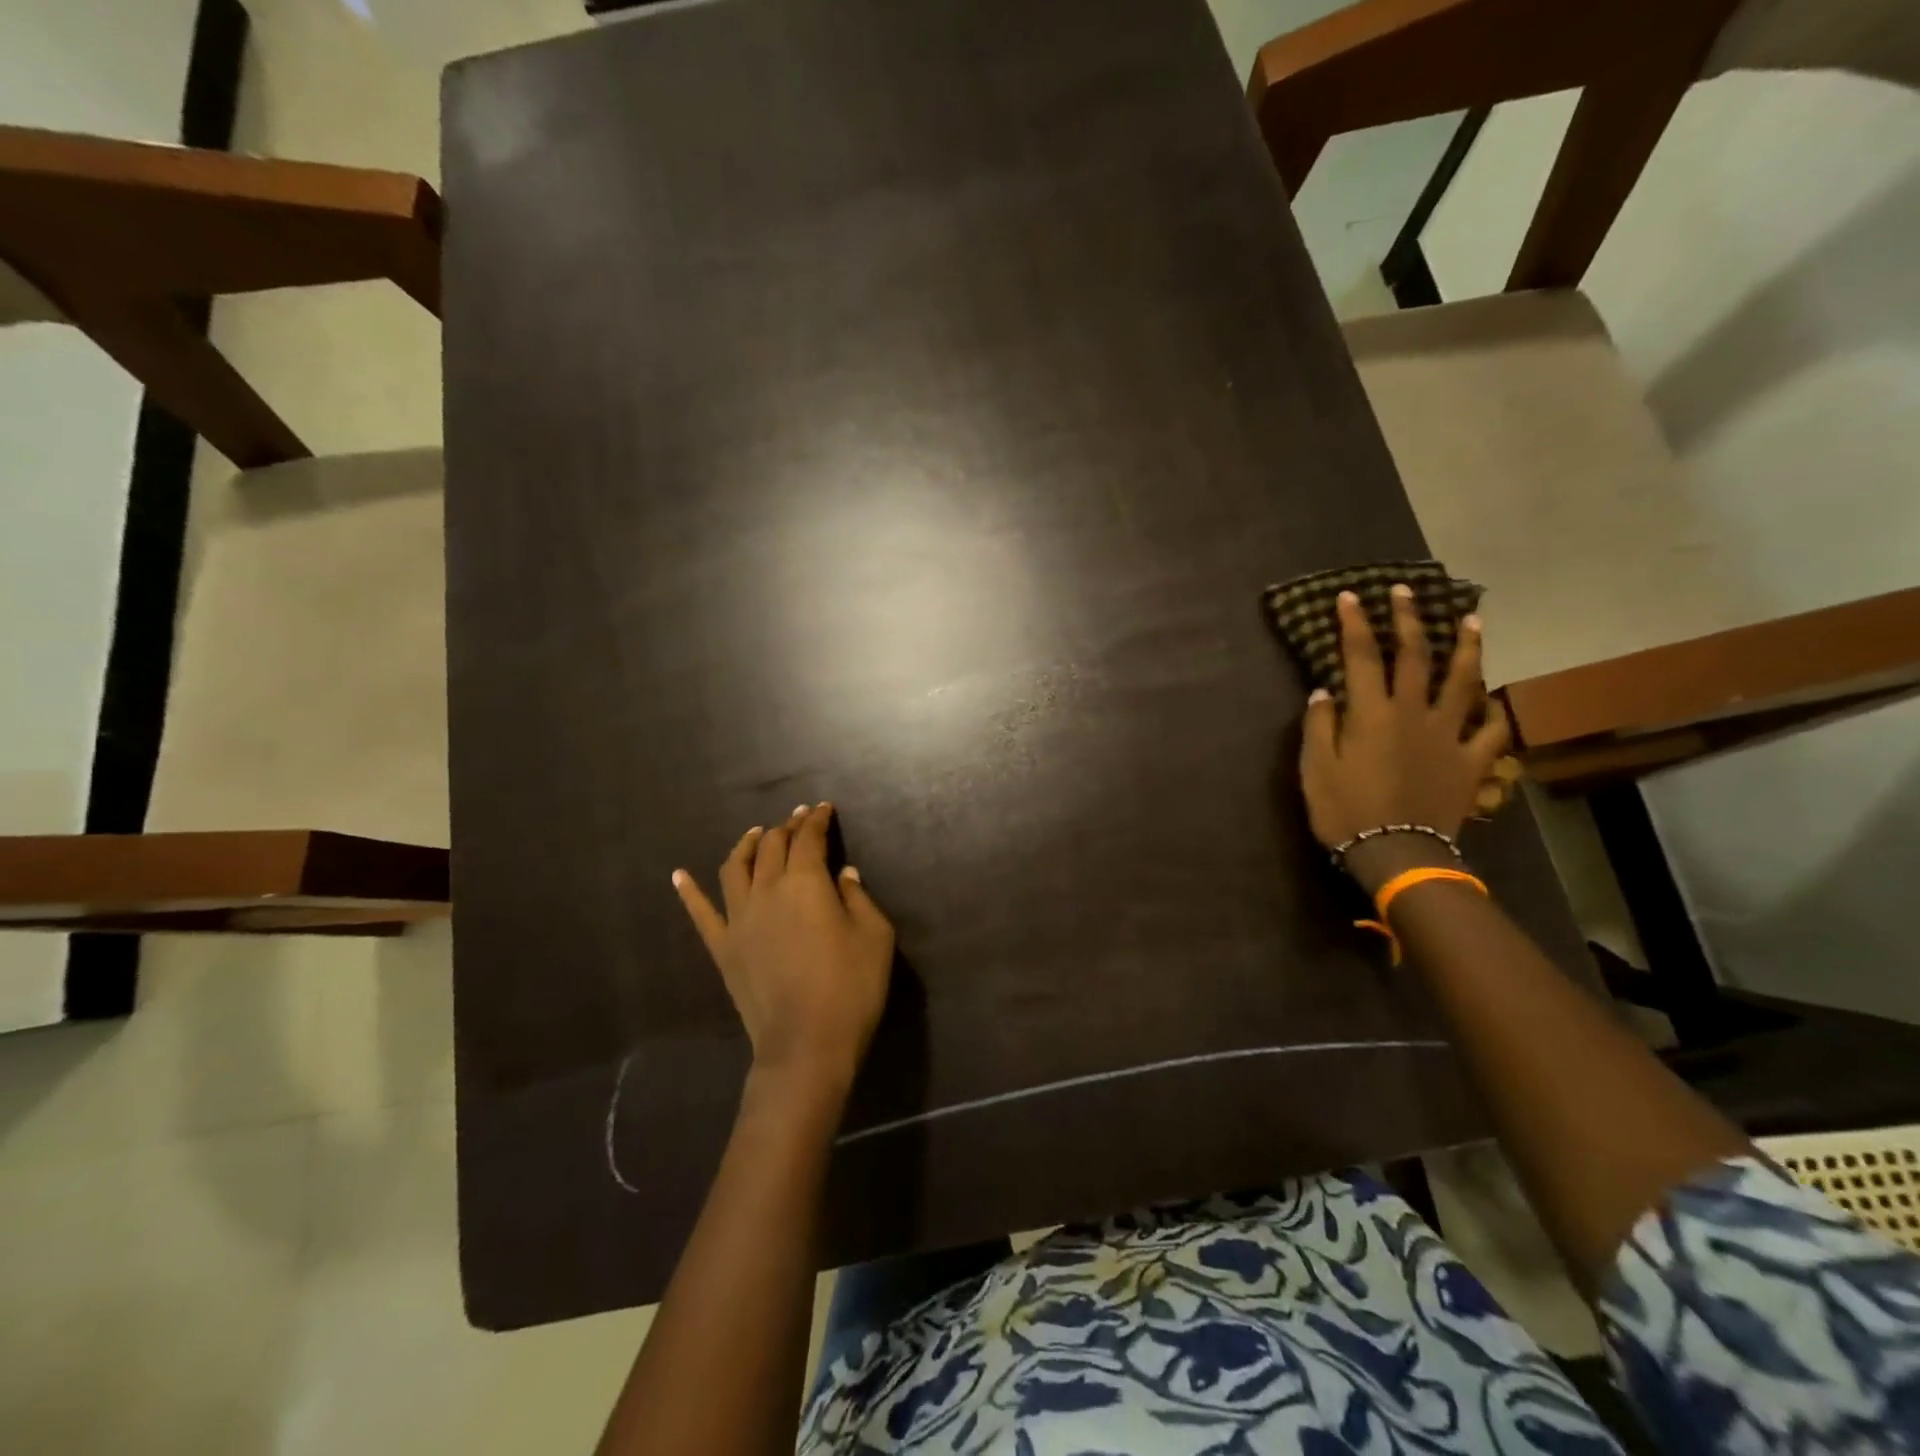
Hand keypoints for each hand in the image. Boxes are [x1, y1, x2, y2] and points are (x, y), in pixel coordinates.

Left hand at [673, 803, 894, 1098]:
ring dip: (746, 845)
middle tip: (798, 818)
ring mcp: (739, 919)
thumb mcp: (875, 936)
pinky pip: (700, 913)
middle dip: (787, 827)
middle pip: (772, 846)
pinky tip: (679, 875)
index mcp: (806, 882)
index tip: (824, 809)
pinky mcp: (723, 948)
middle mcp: (767, 890)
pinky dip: (688, 891)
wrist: (807, 1044)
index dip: (817, 820)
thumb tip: (844, 874)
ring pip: (734, 868)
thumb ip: (859, 897)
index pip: (808, 839)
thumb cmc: (851, 987)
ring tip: (755, 834)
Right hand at [1300, 586, 1509, 871]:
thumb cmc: (1345, 810)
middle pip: (1416, 656)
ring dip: (1468, 648)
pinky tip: (1495, 700)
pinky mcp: (1471, 762)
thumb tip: (1324, 691)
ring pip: (1464, 682)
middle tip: (1407, 592)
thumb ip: (1319, 726)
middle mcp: (1413, 713)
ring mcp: (1449, 736)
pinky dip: (1495, 712)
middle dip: (1409, 620)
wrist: (1396, 853)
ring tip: (1472, 621)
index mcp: (1371, 714)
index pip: (1362, 656)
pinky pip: (1491, 731)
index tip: (1350, 597)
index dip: (1355, 624)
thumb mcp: (1315, 769)